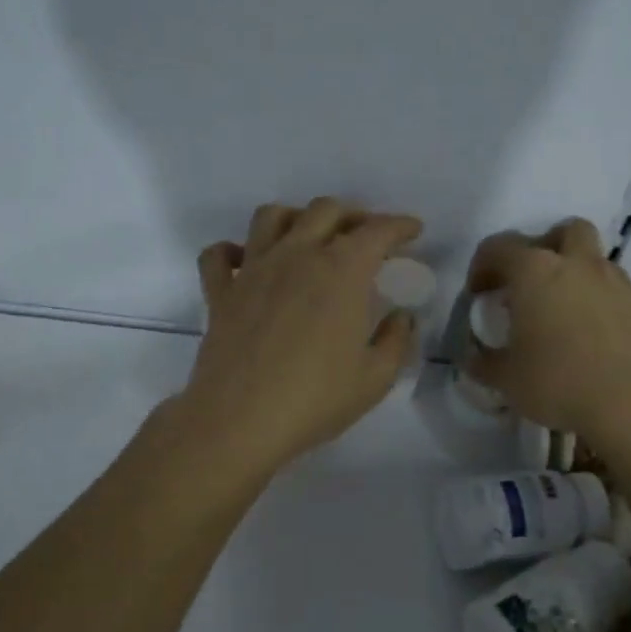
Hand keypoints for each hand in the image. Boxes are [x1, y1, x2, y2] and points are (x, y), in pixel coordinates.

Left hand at [173, 198, 423, 480]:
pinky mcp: (220, 292)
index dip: (400, 225)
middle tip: (365, 236)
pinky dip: (231, 252)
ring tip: (308, 238)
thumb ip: (396, 340)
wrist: (239, 421)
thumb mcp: (375, 378)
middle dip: (353, 215)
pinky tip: (245, 263)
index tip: (413, 231)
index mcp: (341, 271)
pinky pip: (218, 256)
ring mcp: (253, 270)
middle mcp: (297, 255)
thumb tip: (402, 317)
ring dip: (295, 218)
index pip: (377, 231)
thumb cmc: (315, 399)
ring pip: (271, 217)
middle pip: (325, 210)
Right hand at [465, 218, 630, 440]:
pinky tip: (586, 333)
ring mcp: (614, 282)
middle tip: (527, 282)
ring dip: (572, 273)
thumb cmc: (558, 381)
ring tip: (558, 310)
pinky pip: (611, 289)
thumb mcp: (506, 379)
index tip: (478, 294)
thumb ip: (484, 363)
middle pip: (562, 232)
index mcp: (535, 271)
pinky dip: (595, 299)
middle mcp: (577, 264)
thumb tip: (472, 358)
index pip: (499, 247)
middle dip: (542, 248)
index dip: (482, 266)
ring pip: (592, 258)